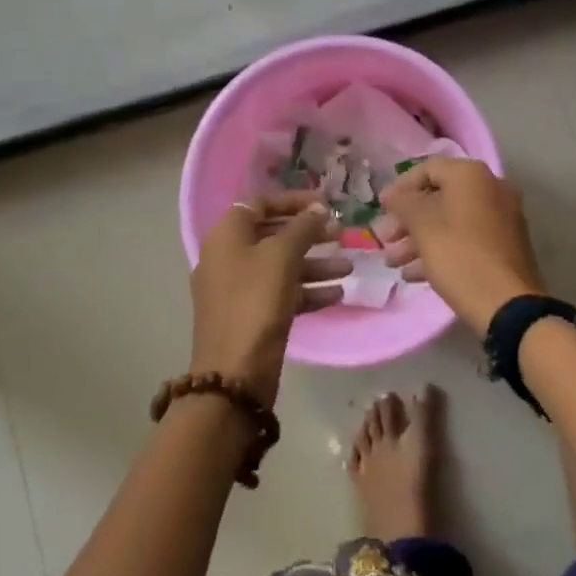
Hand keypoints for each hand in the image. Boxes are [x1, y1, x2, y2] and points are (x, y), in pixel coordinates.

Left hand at [190, 192, 346, 405]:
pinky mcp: (250, 316)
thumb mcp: (282, 256)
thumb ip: (303, 227)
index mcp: (227, 235)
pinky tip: (337, 294)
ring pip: (281, 266)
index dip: (294, 201)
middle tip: (341, 234)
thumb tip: (319, 209)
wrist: (234, 375)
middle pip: (273, 234)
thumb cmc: (255, 302)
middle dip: (309, 234)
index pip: (260, 203)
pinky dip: (307, 290)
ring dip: (315, 264)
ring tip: (348, 267)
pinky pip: (281, 293)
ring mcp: (237, 289)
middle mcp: (228, 257)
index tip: (325, 204)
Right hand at [379, 158, 544, 333]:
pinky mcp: (505, 244)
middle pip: (439, 197)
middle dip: (407, 219)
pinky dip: (441, 249)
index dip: (400, 188)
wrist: (508, 304)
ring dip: (419, 238)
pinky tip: (414, 274)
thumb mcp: (422, 226)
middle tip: (385, 239)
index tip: (381, 209)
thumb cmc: (459, 256)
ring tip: (393, 263)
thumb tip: (392, 194)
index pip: (427, 169)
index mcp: (472, 175)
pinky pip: (466, 238)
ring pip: (451, 220)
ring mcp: (501, 217)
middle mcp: (491, 188)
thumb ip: (403, 203)